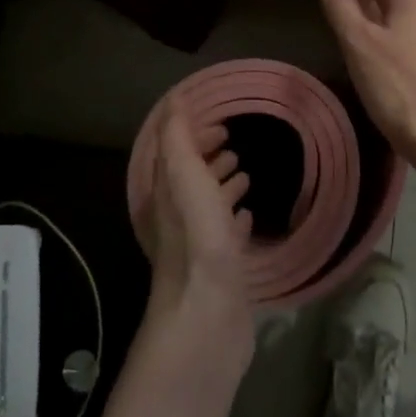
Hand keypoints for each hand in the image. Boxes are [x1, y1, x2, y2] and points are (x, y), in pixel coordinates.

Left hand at [142, 108, 254, 356]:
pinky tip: (249, 215)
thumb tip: (174, 100)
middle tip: (233, 143)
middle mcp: (178, 216)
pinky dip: (236, 218)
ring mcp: (199, 244)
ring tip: (245, 172)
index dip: (192, 134)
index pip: (175, 152)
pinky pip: (228, 234)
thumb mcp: (184, 176)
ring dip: (223, 185)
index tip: (220, 123)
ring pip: (209, 204)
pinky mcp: (221, 269)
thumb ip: (177, 138)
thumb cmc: (198, 239)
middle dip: (208, 156)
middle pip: (191, 177)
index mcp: (166, 193)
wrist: (208, 315)